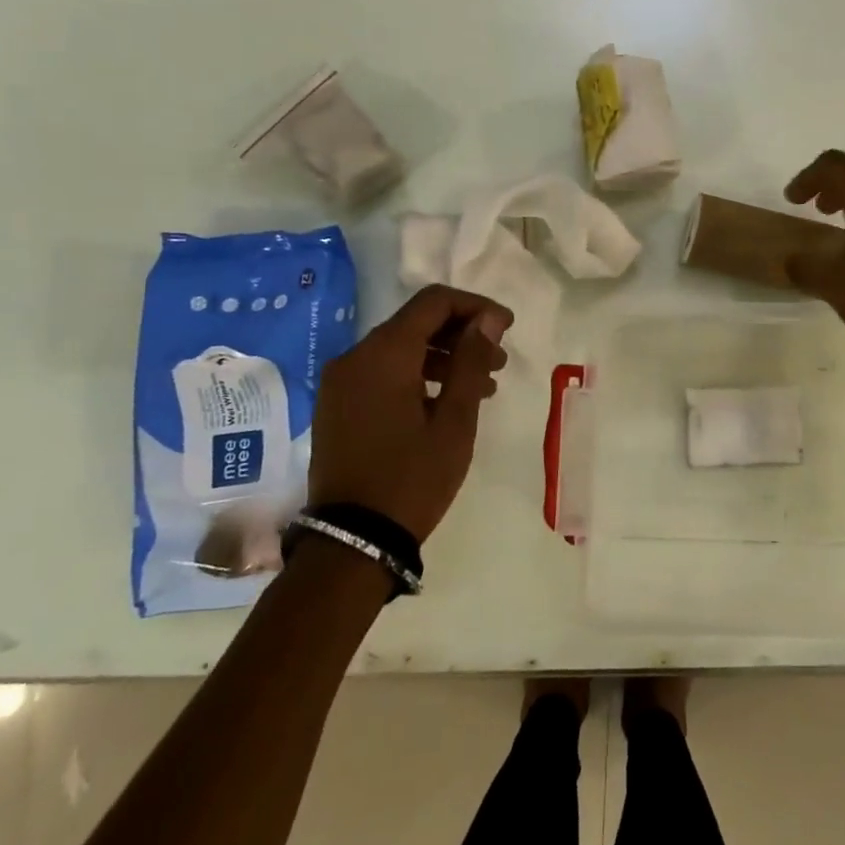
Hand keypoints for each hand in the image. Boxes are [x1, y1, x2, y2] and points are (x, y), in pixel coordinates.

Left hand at [307, 284, 512, 541]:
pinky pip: (383, 372)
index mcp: (384, 354)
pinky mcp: (338, 406)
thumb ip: (471, 360)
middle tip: (499, 362)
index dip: (476, 306)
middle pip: (416, 322)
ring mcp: (341, 382)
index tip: (507, 328)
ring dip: (444, 357)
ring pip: (400, 348)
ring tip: (482, 388)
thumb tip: (488, 319)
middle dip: (462, 334)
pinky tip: (445, 402)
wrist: (352, 542)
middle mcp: (355, 357)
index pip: (434, 302)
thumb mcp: (455, 420)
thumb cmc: (413, 477)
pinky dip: (418, 375)